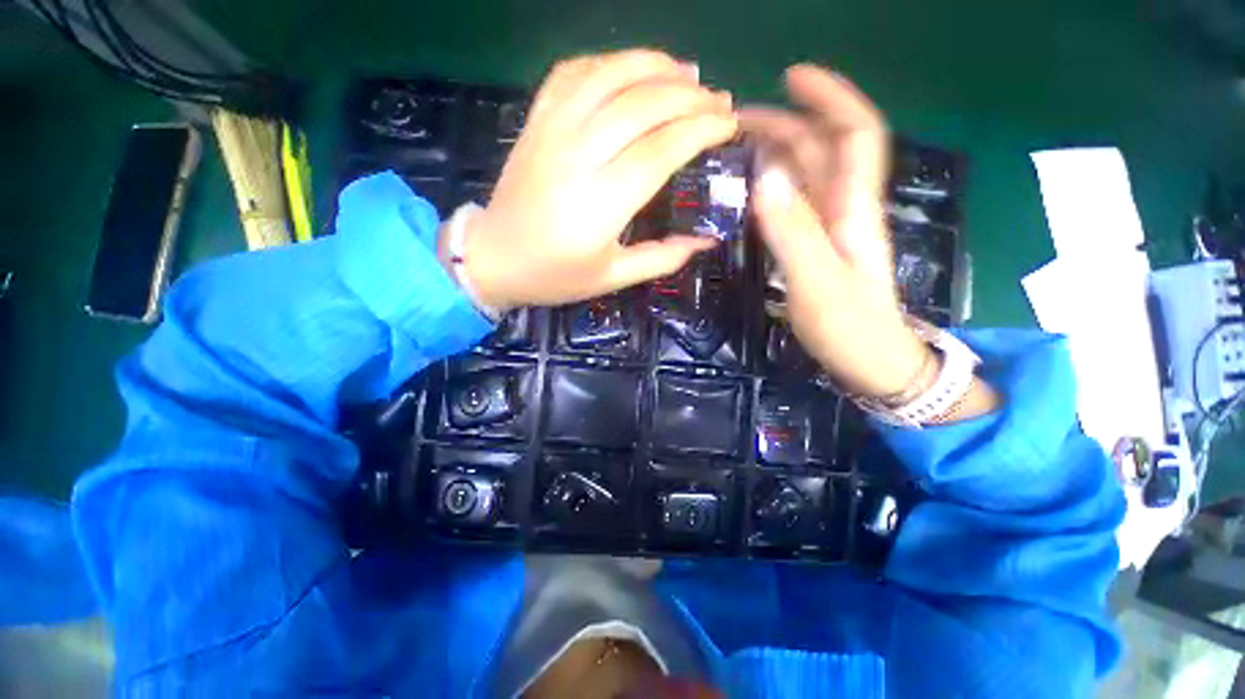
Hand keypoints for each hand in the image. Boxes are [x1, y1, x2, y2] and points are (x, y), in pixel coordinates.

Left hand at [453, 49, 736, 310]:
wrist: (494, 258)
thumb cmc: (554, 276)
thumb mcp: (611, 278)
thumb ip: (660, 258)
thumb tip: (706, 239)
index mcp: (598, 206)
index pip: (659, 151)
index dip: (699, 130)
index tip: (729, 124)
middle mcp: (575, 158)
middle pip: (640, 106)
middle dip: (689, 96)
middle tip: (719, 99)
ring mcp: (551, 132)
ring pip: (609, 76)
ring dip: (655, 66)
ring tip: (688, 73)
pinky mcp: (535, 121)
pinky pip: (573, 73)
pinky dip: (608, 62)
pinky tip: (632, 69)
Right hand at [741, 66, 928, 397]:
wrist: (872, 361)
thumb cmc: (850, 326)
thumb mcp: (817, 280)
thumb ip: (791, 231)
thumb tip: (764, 174)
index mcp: (852, 207)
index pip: (853, 133)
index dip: (830, 97)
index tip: (792, 75)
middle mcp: (844, 208)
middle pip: (822, 149)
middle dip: (786, 124)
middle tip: (736, 123)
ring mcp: (831, 228)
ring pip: (807, 175)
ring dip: (777, 153)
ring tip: (736, 148)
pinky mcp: (818, 246)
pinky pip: (796, 203)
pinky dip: (774, 187)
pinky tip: (751, 190)